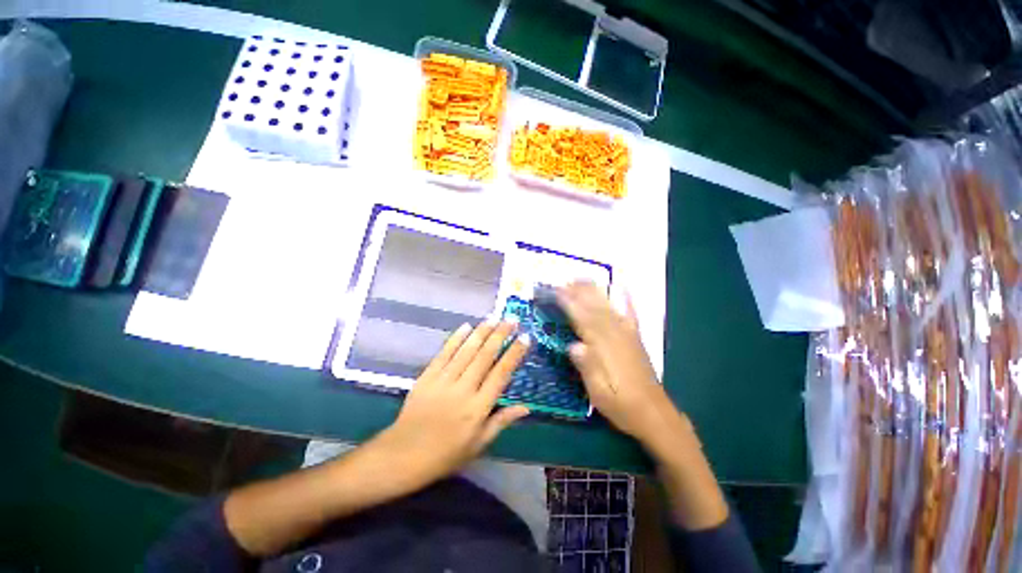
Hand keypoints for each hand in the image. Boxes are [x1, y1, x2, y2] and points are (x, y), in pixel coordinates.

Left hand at [373, 319, 530, 488]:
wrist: (403, 456)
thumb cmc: (446, 454)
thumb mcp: (479, 444)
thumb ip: (502, 421)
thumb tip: (526, 407)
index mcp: (478, 408)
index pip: (501, 374)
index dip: (514, 354)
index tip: (525, 338)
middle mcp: (463, 390)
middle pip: (485, 356)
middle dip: (500, 335)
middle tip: (511, 319)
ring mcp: (443, 381)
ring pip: (466, 351)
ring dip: (481, 332)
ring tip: (493, 318)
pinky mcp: (427, 377)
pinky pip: (444, 353)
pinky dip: (455, 338)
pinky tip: (466, 326)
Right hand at [558, 281, 678, 441]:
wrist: (654, 415)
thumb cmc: (622, 406)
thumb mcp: (599, 394)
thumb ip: (587, 368)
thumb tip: (573, 345)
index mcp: (605, 349)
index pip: (583, 321)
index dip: (569, 304)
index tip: (557, 291)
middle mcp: (617, 336)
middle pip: (595, 309)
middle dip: (579, 293)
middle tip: (564, 279)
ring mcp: (628, 335)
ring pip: (609, 307)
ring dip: (595, 291)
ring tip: (582, 278)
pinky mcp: (636, 338)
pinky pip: (631, 314)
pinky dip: (627, 298)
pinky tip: (623, 286)